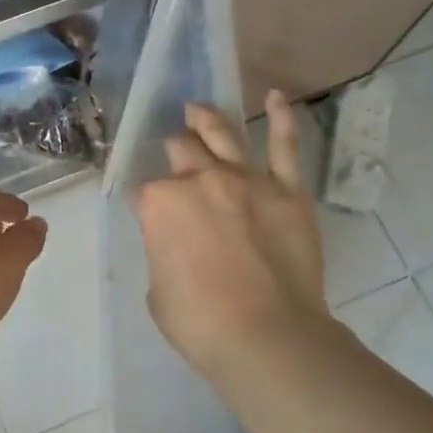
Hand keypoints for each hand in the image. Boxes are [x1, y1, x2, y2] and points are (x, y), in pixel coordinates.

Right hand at [134, 92, 331, 383]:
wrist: (267, 335)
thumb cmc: (200, 322)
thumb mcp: (158, 289)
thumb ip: (164, 252)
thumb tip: (178, 242)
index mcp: (160, 203)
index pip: (145, 190)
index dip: (145, 200)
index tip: (149, 210)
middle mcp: (200, 180)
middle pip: (181, 152)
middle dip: (173, 151)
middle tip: (172, 150)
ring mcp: (247, 180)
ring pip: (223, 136)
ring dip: (206, 120)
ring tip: (197, 110)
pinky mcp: (287, 190)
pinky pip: (285, 147)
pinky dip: (281, 119)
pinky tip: (275, 97)